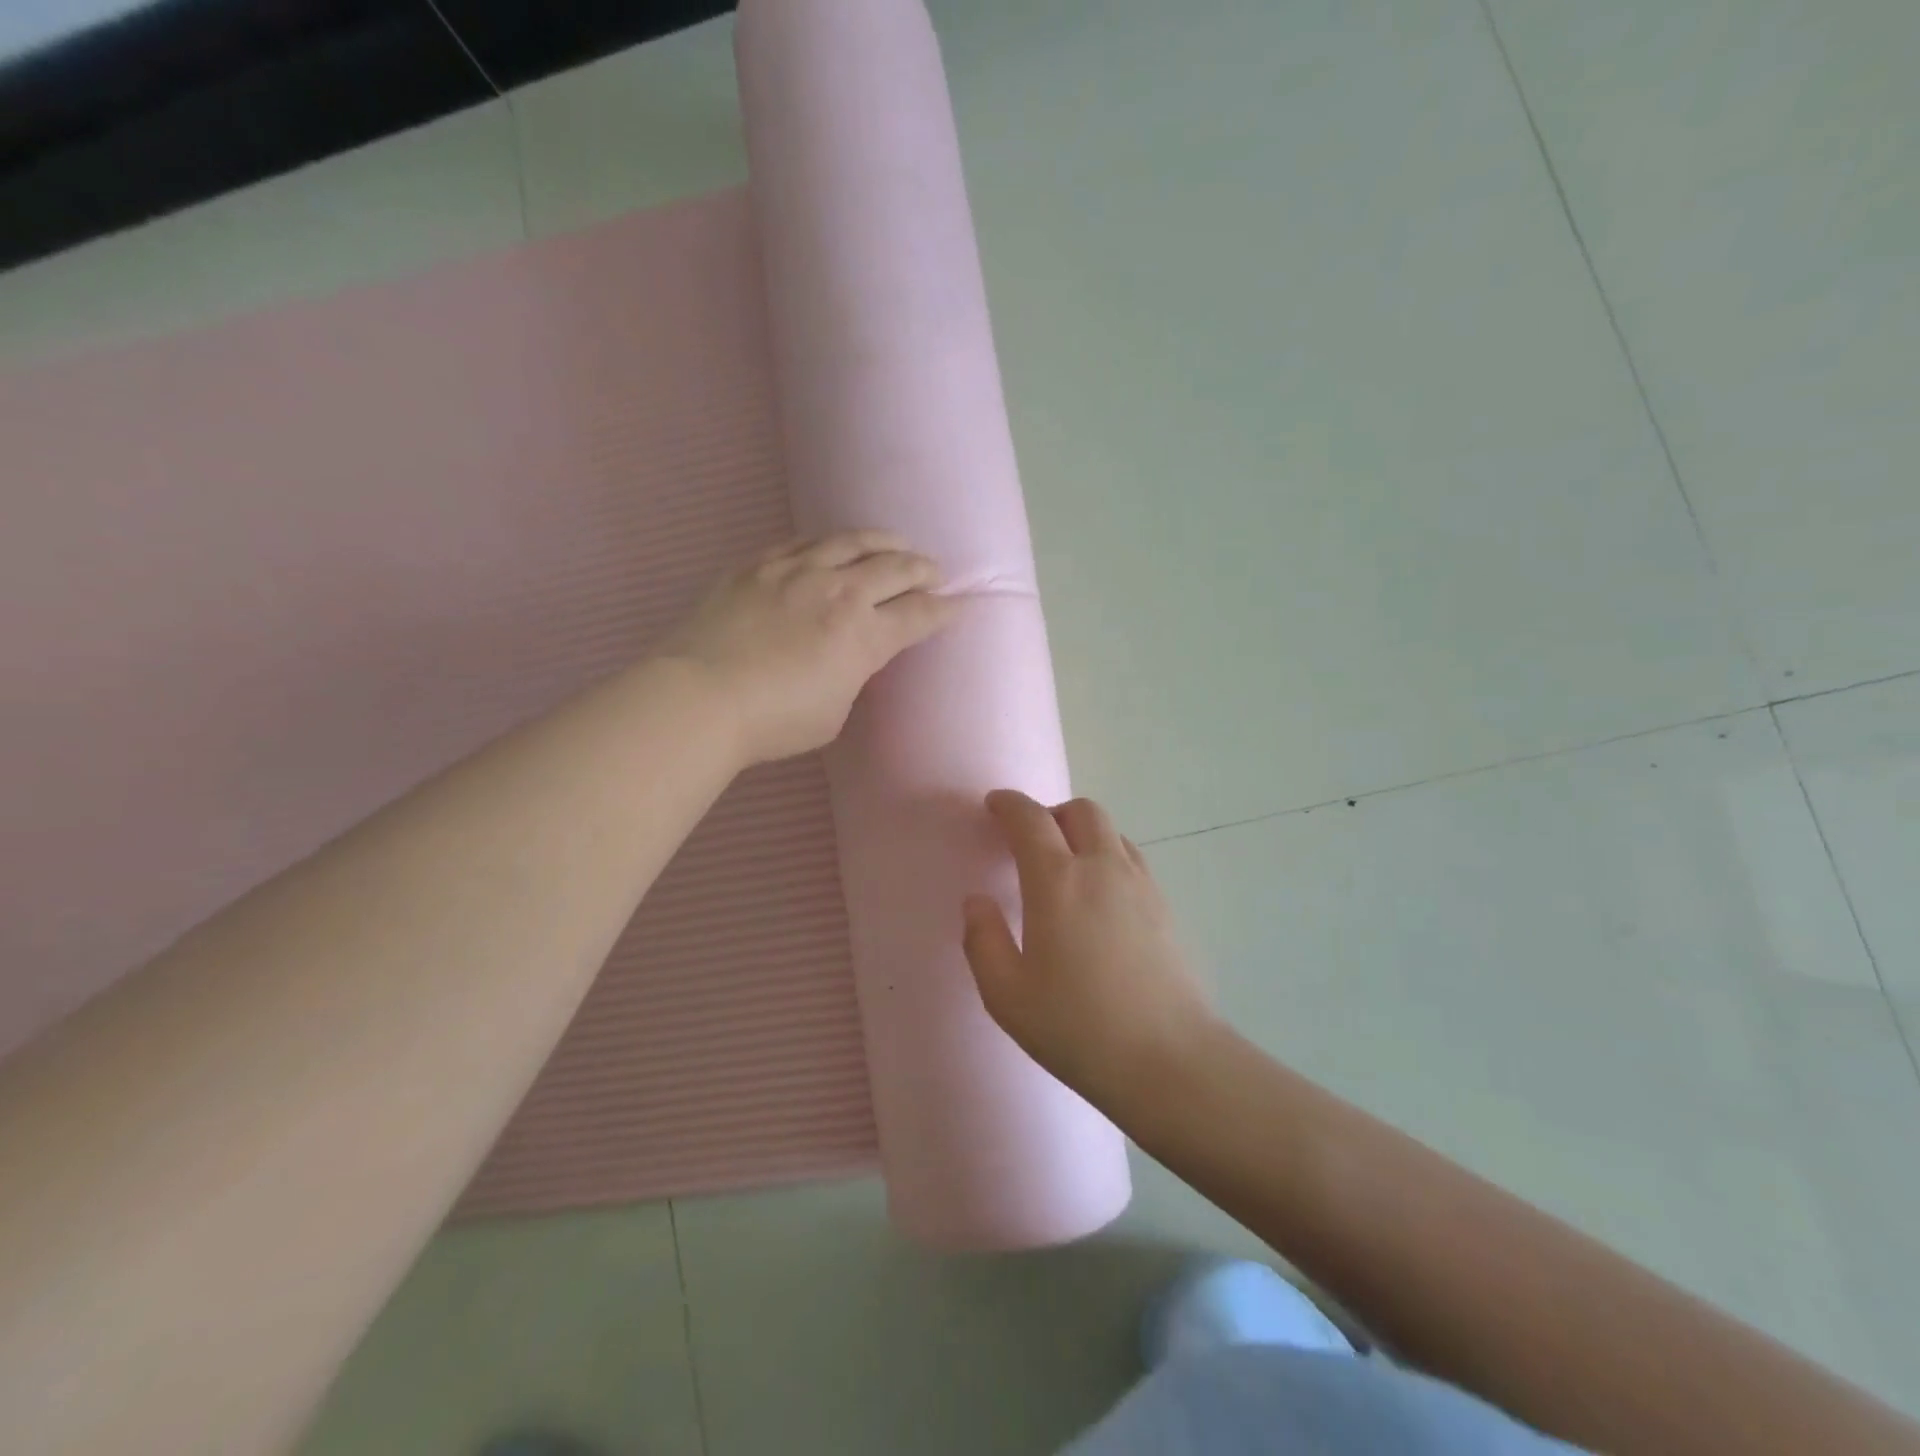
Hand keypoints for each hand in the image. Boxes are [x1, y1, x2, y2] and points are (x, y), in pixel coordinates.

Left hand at [663, 532, 958, 765]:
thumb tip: (852, 656)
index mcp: (864, 636)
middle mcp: (839, 592)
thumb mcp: (834, 712)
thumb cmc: (774, 722)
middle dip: (923, 570)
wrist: (700, 697)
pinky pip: (805, 540)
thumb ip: (852, 675)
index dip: (945, 610)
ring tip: (897, 543)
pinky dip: (830, 541)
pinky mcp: (760, 564)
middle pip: (895, 568)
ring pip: (853, 541)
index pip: (919, 615)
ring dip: (884, 541)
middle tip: (935, 573)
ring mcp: (797, 571)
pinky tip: (835, 543)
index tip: (959, 605)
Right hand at [962, 790, 1216, 1108]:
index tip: (994, 805)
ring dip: (1082, 834)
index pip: (1030, 819)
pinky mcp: (1165, 908)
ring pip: (1111, 833)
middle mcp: (1103, 868)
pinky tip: (1099, 899)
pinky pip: (1131, 860)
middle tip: (1029, 840)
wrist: (1169, 1060)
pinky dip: (1107, 857)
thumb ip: (982, 940)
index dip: (1009, 804)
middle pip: (1081, 811)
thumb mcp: (1007, 994)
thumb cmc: (1078, 1027)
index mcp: (1058, 880)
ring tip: (1064, 868)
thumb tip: (977, 901)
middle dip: (1050, 813)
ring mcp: (1141, 885)